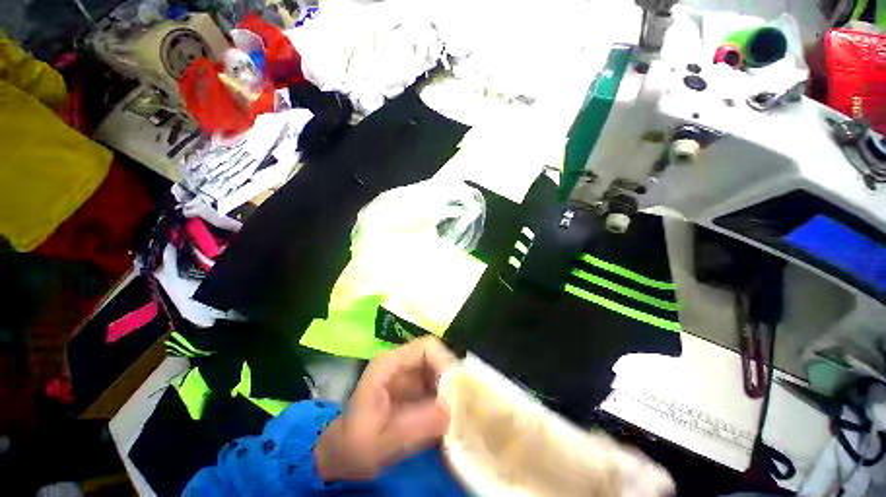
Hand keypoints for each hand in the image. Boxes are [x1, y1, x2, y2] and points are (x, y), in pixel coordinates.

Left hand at [314, 336, 456, 480]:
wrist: (344, 455)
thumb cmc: (356, 446)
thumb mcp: (384, 441)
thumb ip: (418, 425)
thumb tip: (452, 409)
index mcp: (390, 363)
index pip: (427, 347)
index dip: (445, 363)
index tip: (458, 390)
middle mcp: (403, 363)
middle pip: (438, 357)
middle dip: (453, 378)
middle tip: (464, 405)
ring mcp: (410, 375)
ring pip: (441, 371)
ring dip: (453, 390)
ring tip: (461, 413)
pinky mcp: (416, 389)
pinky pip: (439, 386)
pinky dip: (449, 400)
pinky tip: (453, 418)